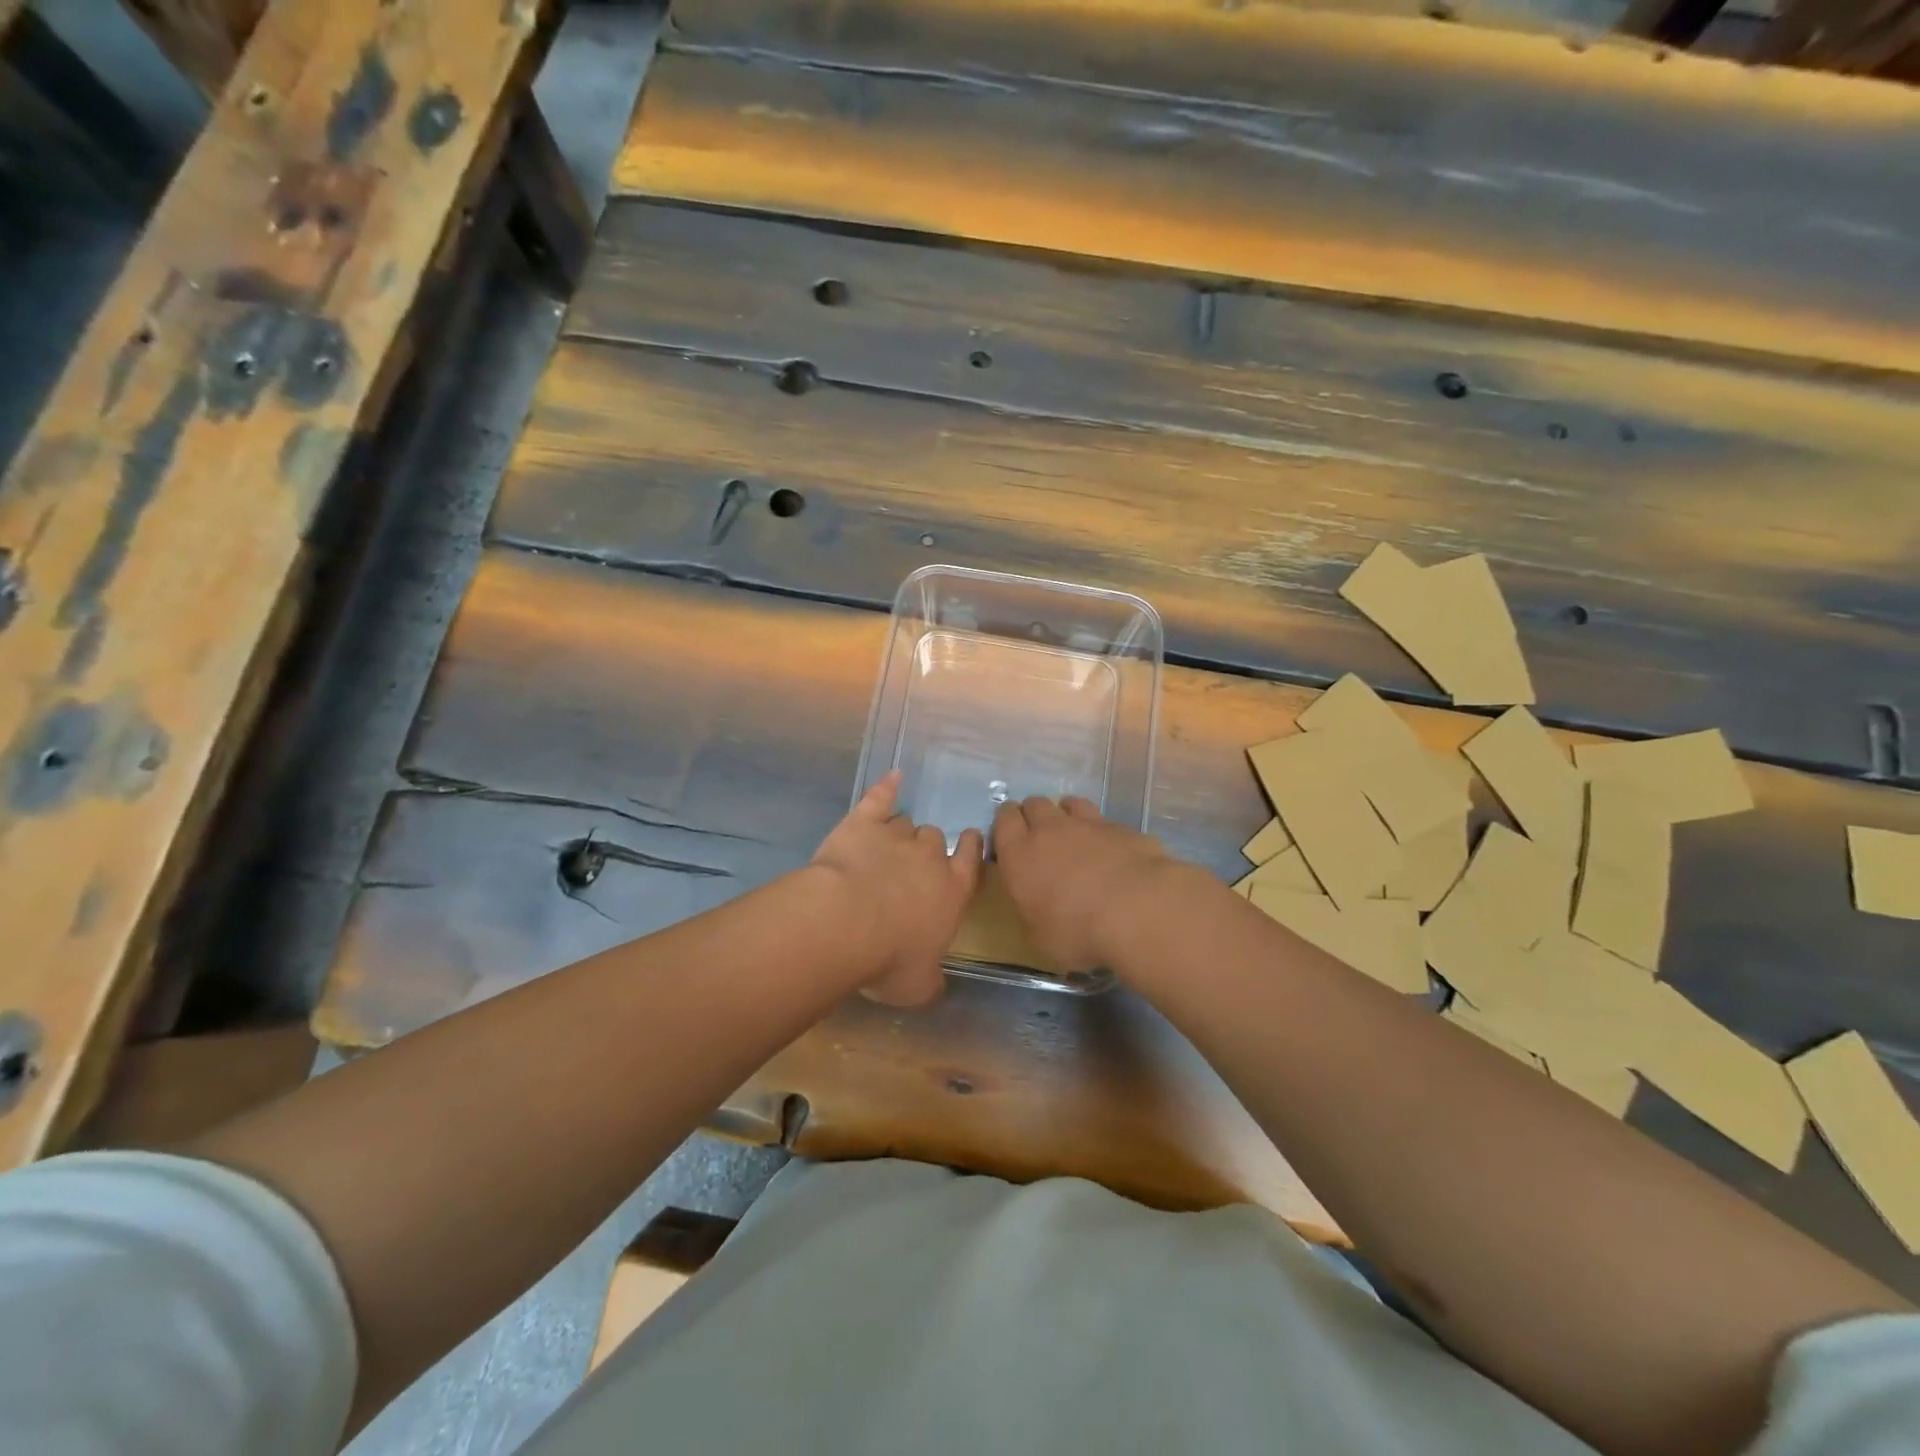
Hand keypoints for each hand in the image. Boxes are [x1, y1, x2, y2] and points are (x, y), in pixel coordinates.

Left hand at [811, 772, 982, 1005]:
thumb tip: (937, 985)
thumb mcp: (918, 987)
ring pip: (906, 824)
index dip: (970, 849)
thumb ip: (931, 980)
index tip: (970, 839)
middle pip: (934, 840)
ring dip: (900, 831)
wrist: (845, 922)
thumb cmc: (888, 959)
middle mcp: (929, 858)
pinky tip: (892, 778)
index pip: (970, 862)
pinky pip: (880, 797)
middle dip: (926, 848)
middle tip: (911, 863)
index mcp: (951, 892)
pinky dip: (887, 787)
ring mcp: (896, 836)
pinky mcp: (863, 823)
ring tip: (887, 842)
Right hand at [991, 796, 1185, 973]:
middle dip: (1034, 817)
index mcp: (1020, 854)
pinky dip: (1103, 833)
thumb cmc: (1078, 932)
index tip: (1011, 842)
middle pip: (1034, 804)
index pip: (1004, 819)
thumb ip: (1035, 914)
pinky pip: (1105, 822)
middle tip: (1042, 841)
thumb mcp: (1041, 938)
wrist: (1138, 910)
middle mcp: (1050, 830)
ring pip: (1070, 804)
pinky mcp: (1123, 828)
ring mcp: (1089, 824)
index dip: (1006, 825)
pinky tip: (1112, 854)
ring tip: (1076, 838)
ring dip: (1067, 815)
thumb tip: (1041, 911)